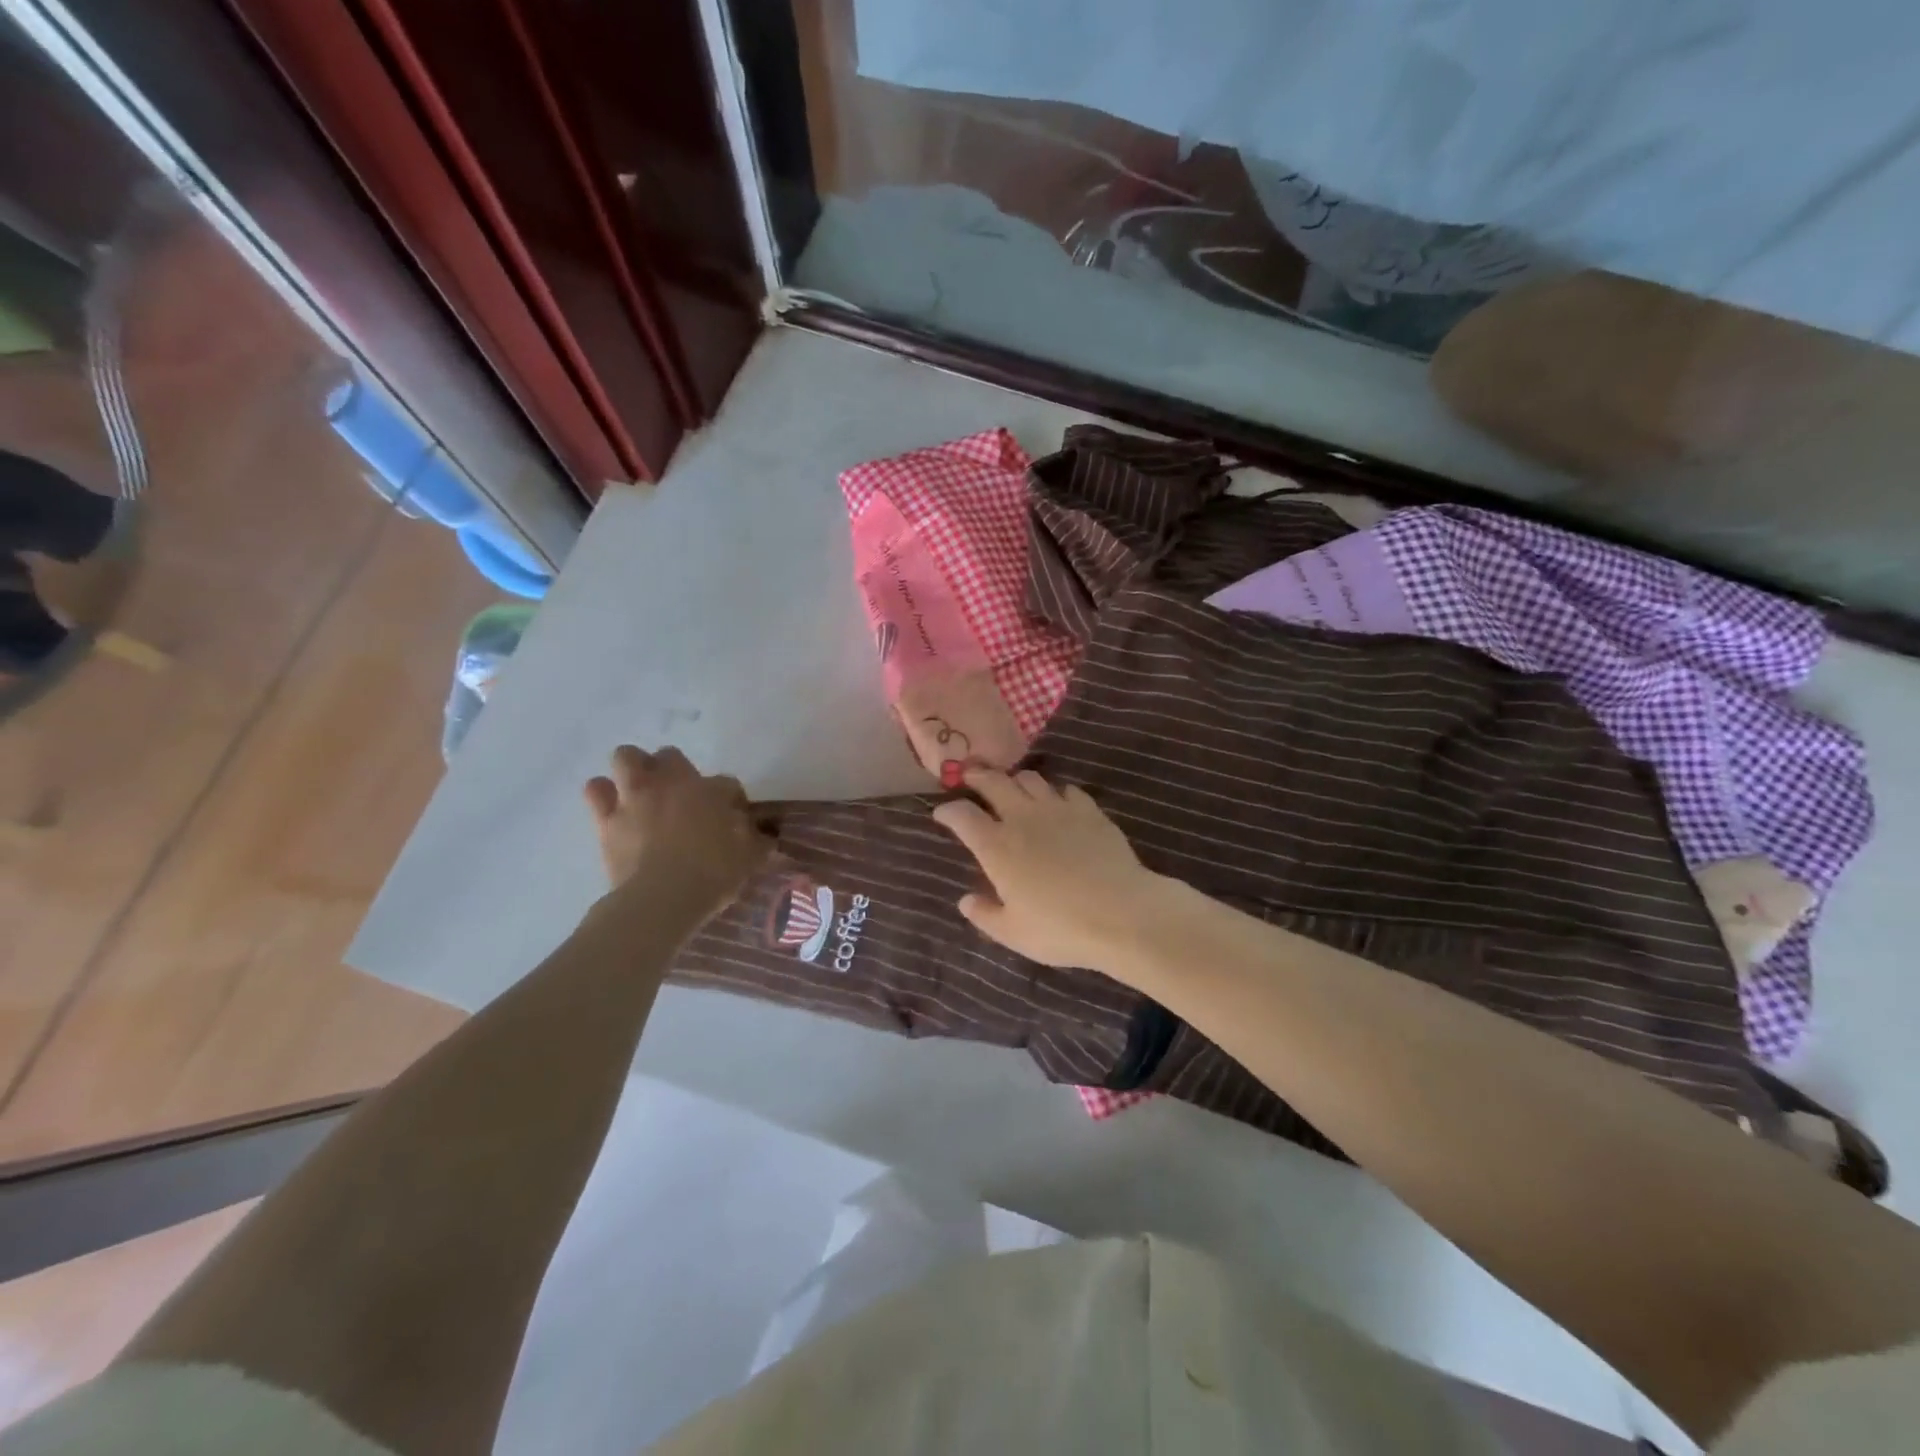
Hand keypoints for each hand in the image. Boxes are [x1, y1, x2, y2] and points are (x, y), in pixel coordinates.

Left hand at [584, 745, 770, 918]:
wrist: (662, 898)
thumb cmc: (713, 873)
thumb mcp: (750, 858)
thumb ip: (757, 841)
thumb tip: (765, 836)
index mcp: (710, 790)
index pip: (727, 783)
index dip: (732, 799)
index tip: (734, 819)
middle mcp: (671, 784)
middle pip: (670, 755)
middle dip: (676, 771)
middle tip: (682, 797)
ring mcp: (635, 797)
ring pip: (626, 757)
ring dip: (634, 769)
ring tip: (641, 791)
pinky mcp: (607, 818)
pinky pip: (596, 790)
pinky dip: (603, 794)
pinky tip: (613, 808)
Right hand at [931, 768, 1164, 970]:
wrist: (1122, 914)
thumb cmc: (1061, 928)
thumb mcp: (1013, 933)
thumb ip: (985, 915)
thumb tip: (966, 901)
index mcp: (997, 847)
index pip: (962, 815)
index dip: (948, 811)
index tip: (942, 813)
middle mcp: (1022, 818)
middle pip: (993, 782)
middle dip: (977, 776)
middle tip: (971, 776)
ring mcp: (1058, 809)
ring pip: (1030, 778)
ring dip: (1016, 780)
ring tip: (1013, 788)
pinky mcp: (1089, 810)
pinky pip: (1066, 790)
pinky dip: (1056, 792)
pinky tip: (1058, 803)